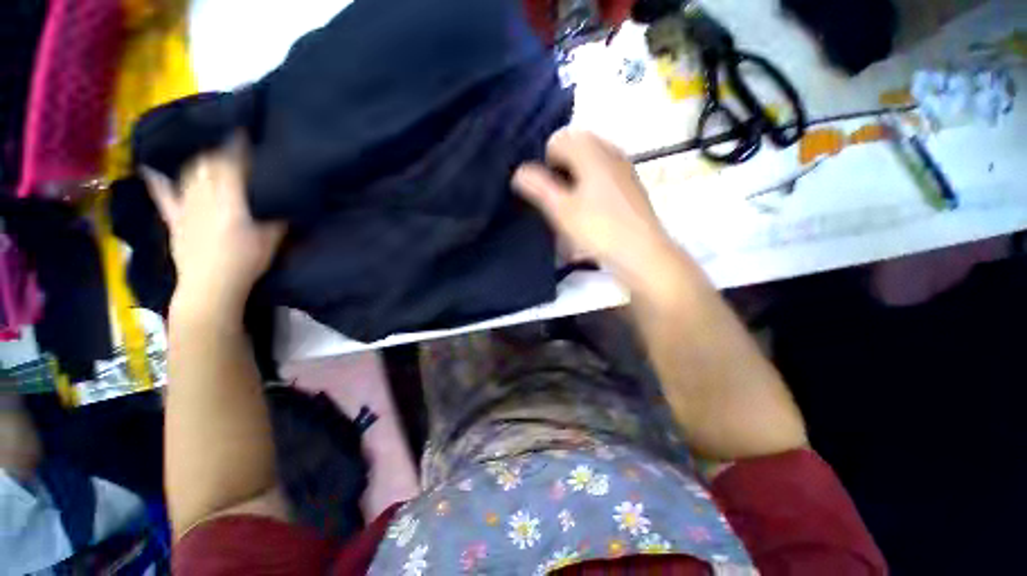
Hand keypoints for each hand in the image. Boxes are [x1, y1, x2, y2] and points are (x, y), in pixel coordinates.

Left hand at [142, 136, 285, 312]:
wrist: (211, 287)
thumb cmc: (247, 262)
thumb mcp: (272, 238)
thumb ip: (276, 214)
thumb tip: (281, 195)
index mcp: (230, 201)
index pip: (233, 164)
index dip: (238, 145)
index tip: (245, 128)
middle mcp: (204, 196)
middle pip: (209, 163)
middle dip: (221, 149)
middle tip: (231, 143)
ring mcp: (185, 206)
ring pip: (190, 173)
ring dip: (200, 159)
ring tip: (209, 153)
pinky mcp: (174, 219)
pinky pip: (164, 195)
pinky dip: (159, 180)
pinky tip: (154, 168)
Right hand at [512, 129, 676, 290]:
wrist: (642, 253)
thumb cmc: (599, 230)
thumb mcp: (561, 210)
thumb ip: (538, 187)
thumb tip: (519, 172)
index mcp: (592, 152)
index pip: (558, 139)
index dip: (544, 162)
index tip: (544, 189)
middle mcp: (610, 151)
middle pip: (575, 147)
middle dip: (560, 168)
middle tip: (555, 197)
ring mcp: (624, 167)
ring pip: (590, 161)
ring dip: (574, 177)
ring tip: (570, 206)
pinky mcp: (631, 185)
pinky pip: (603, 174)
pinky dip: (590, 184)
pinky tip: (590, 210)